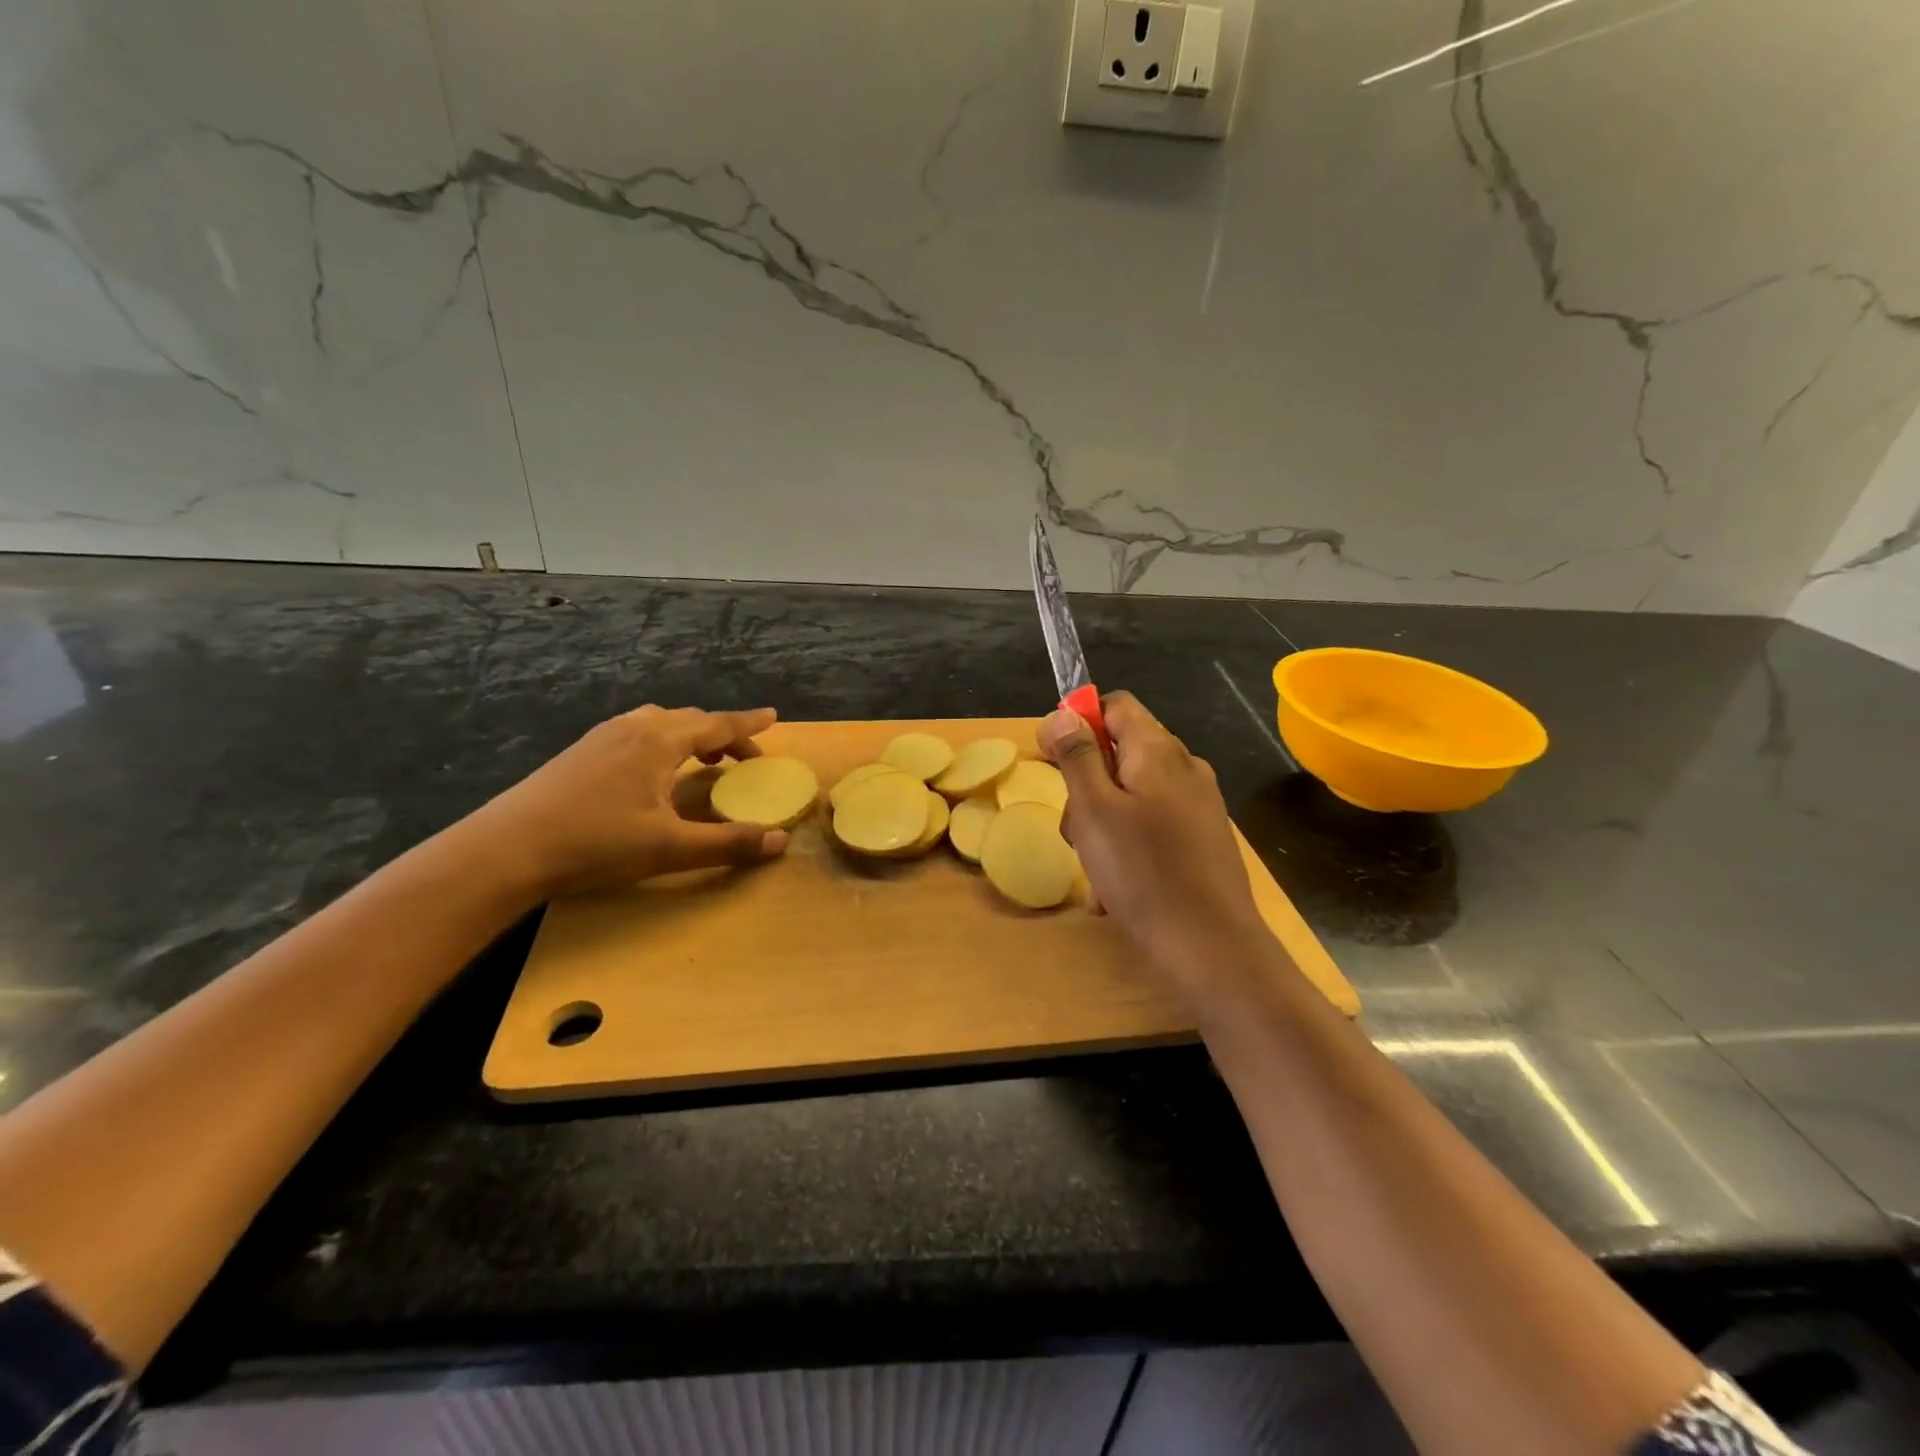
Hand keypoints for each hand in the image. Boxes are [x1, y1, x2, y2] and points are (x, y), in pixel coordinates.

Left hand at [474, 705, 789, 895]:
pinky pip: (636, 732)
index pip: (717, 724)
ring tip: (702, 761)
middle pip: (691, 720)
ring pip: (660, 723)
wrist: (506, 849)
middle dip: (723, 735)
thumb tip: (781, 840)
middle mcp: (634, 728)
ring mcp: (602, 737)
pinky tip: (653, 772)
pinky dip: (662, 742)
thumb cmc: (596, 843)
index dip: (749, 724)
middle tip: (744, 758)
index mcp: (660, 741)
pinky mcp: (581, 752)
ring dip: (690, 737)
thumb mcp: (671, 848)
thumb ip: (729, 843)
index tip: (774, 717)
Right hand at [1040, 692, 1268, 989]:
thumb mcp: (1094, 810)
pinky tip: (1118, 888)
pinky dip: (1129, 845)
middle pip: (1121, 752)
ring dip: (1103, 822)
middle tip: (1074, 830)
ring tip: (1095, 869)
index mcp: (1158, 750)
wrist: (1212, 946)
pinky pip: (1153, 825)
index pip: (1114, 705)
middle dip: (1087, 784)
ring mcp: (1199, 804)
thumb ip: (1077, 756)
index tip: (1052, 760)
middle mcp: (1185, 767)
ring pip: (1133, 794)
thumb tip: (1062, 714)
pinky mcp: (1204, 838)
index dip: (1077, 722)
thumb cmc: (1143, 872)